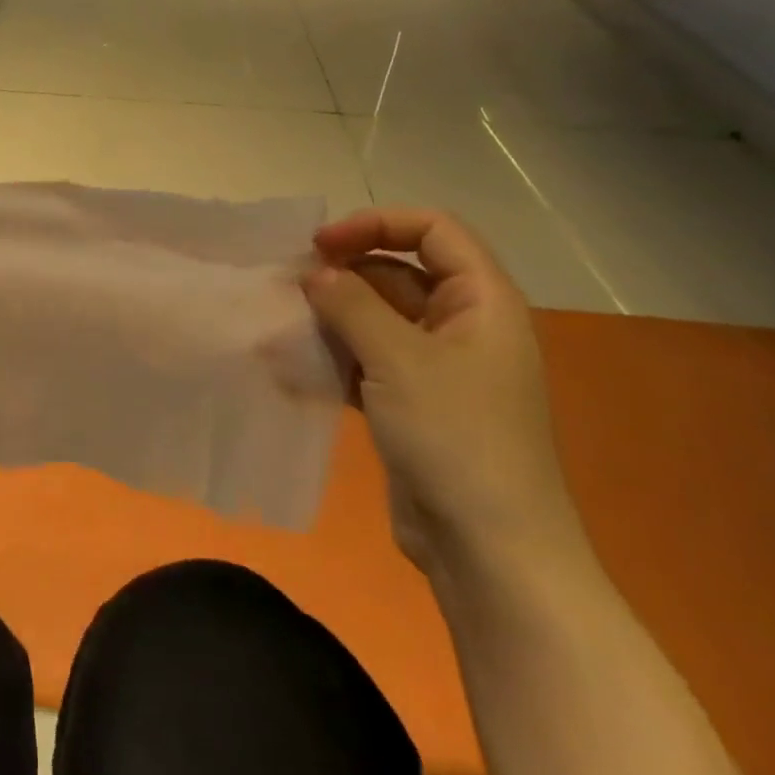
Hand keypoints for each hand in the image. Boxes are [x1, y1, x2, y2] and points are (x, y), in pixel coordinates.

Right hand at [303, 208, 585, 578]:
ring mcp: (439, 368)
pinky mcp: (413, 403)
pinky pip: (369, 360)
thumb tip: (314, 273)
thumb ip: (351, 304)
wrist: (489, 549)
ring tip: (284, 322)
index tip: (321, 245)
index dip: (377, 225)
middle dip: (345, 272)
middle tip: (291, 284)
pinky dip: (335, 356)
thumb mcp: (399, 359)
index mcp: (483, 302)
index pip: (434, 231)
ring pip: (379, 318)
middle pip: (401, 272)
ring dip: (333, 315)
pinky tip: (294, 363)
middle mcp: (464, 327)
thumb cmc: (456, 437)